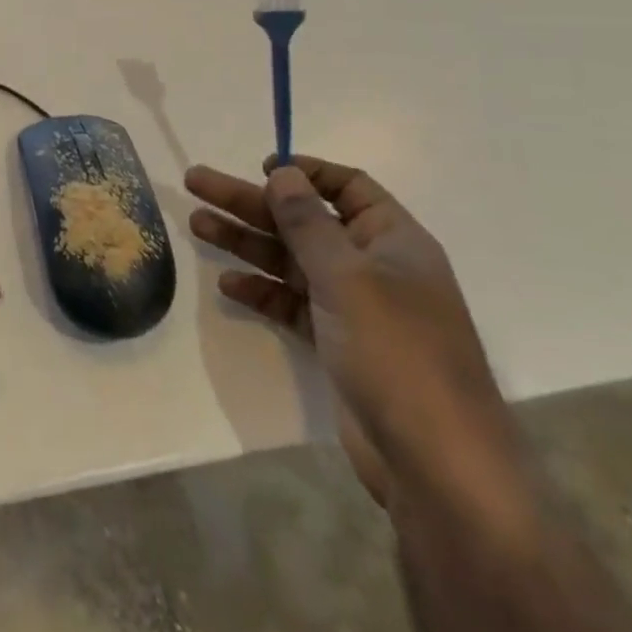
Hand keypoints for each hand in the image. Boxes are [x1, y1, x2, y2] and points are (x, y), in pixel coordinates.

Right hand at [186, 155, 512, 508]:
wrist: (436, 464)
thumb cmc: (397, 353)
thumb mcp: (348, 278)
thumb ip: (308, 223)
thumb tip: (282, 173)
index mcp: (393, 241)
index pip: (347, 186)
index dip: (305, 172)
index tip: (260, 167)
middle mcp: (374, 267)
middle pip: (304, 220)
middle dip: (251, 202)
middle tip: (196, 183)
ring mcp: (354, 307)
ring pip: (290, 260)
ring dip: (246, 241)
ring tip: (197, 224)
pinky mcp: (337, 343)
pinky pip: (291, 302)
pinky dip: (261, 291)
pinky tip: (228, 283)